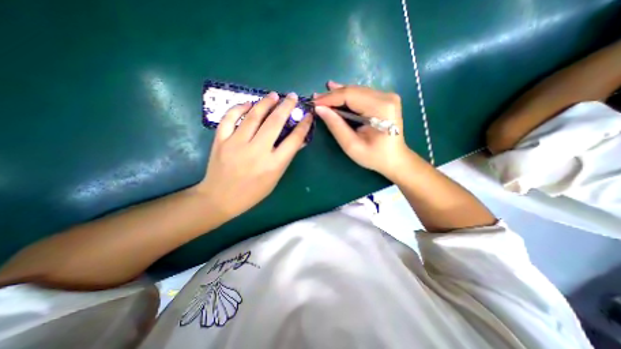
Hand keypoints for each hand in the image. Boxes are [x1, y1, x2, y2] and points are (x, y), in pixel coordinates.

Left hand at [195, 91, 313, 219]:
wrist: (220, 198)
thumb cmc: (252, 192)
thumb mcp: (275, 178)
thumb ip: (286, 158)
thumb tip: (298, 140)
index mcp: (273, 164)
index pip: (293, 140)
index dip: (303, 126)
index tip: (307, 115)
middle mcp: (257, 151)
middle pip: (274, 122)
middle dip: (286, 107)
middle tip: (292, 96)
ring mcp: (237, 144)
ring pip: (253, 116)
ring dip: (265, 103)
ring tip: (273, 95)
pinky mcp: (221, 140)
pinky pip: (229, 118)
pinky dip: (239, 108)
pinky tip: (248, 104)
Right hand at [313, 82, 410, 177]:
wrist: (395, 158)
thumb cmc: (374, 157)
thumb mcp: (352, 145)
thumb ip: (336, 126)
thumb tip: (319, 109)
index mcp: (381, 108)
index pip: (350, 96)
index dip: (330, 98)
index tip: (314, 103)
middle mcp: (386, 97)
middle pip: (353, 90)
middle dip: (332, 95)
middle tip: (315, 99)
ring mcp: (387, 96)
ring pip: (356, 91)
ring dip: (338, 95)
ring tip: (322, 97)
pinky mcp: (385, 99)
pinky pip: (361, 94)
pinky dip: (347, 96)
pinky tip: (336, 91)